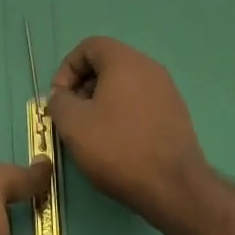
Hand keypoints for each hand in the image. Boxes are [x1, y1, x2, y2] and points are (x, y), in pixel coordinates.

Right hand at [49, 36, 211, 230]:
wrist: (174, 188)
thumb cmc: (118, 148)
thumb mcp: (73, 124)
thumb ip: (59, 101)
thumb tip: (62, 97)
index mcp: (125, 61)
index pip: (89, 47)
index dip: (67, 68)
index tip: (59, 98)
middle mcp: (149, 68)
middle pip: (107, 64)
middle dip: (83, 85)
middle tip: (72, 115)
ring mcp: (167, 91)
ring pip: (124, 84)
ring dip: (102, 100)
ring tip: (92, 131)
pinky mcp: (176, 114)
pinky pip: (141, 101)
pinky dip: (122, 112)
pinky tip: (116, 142)